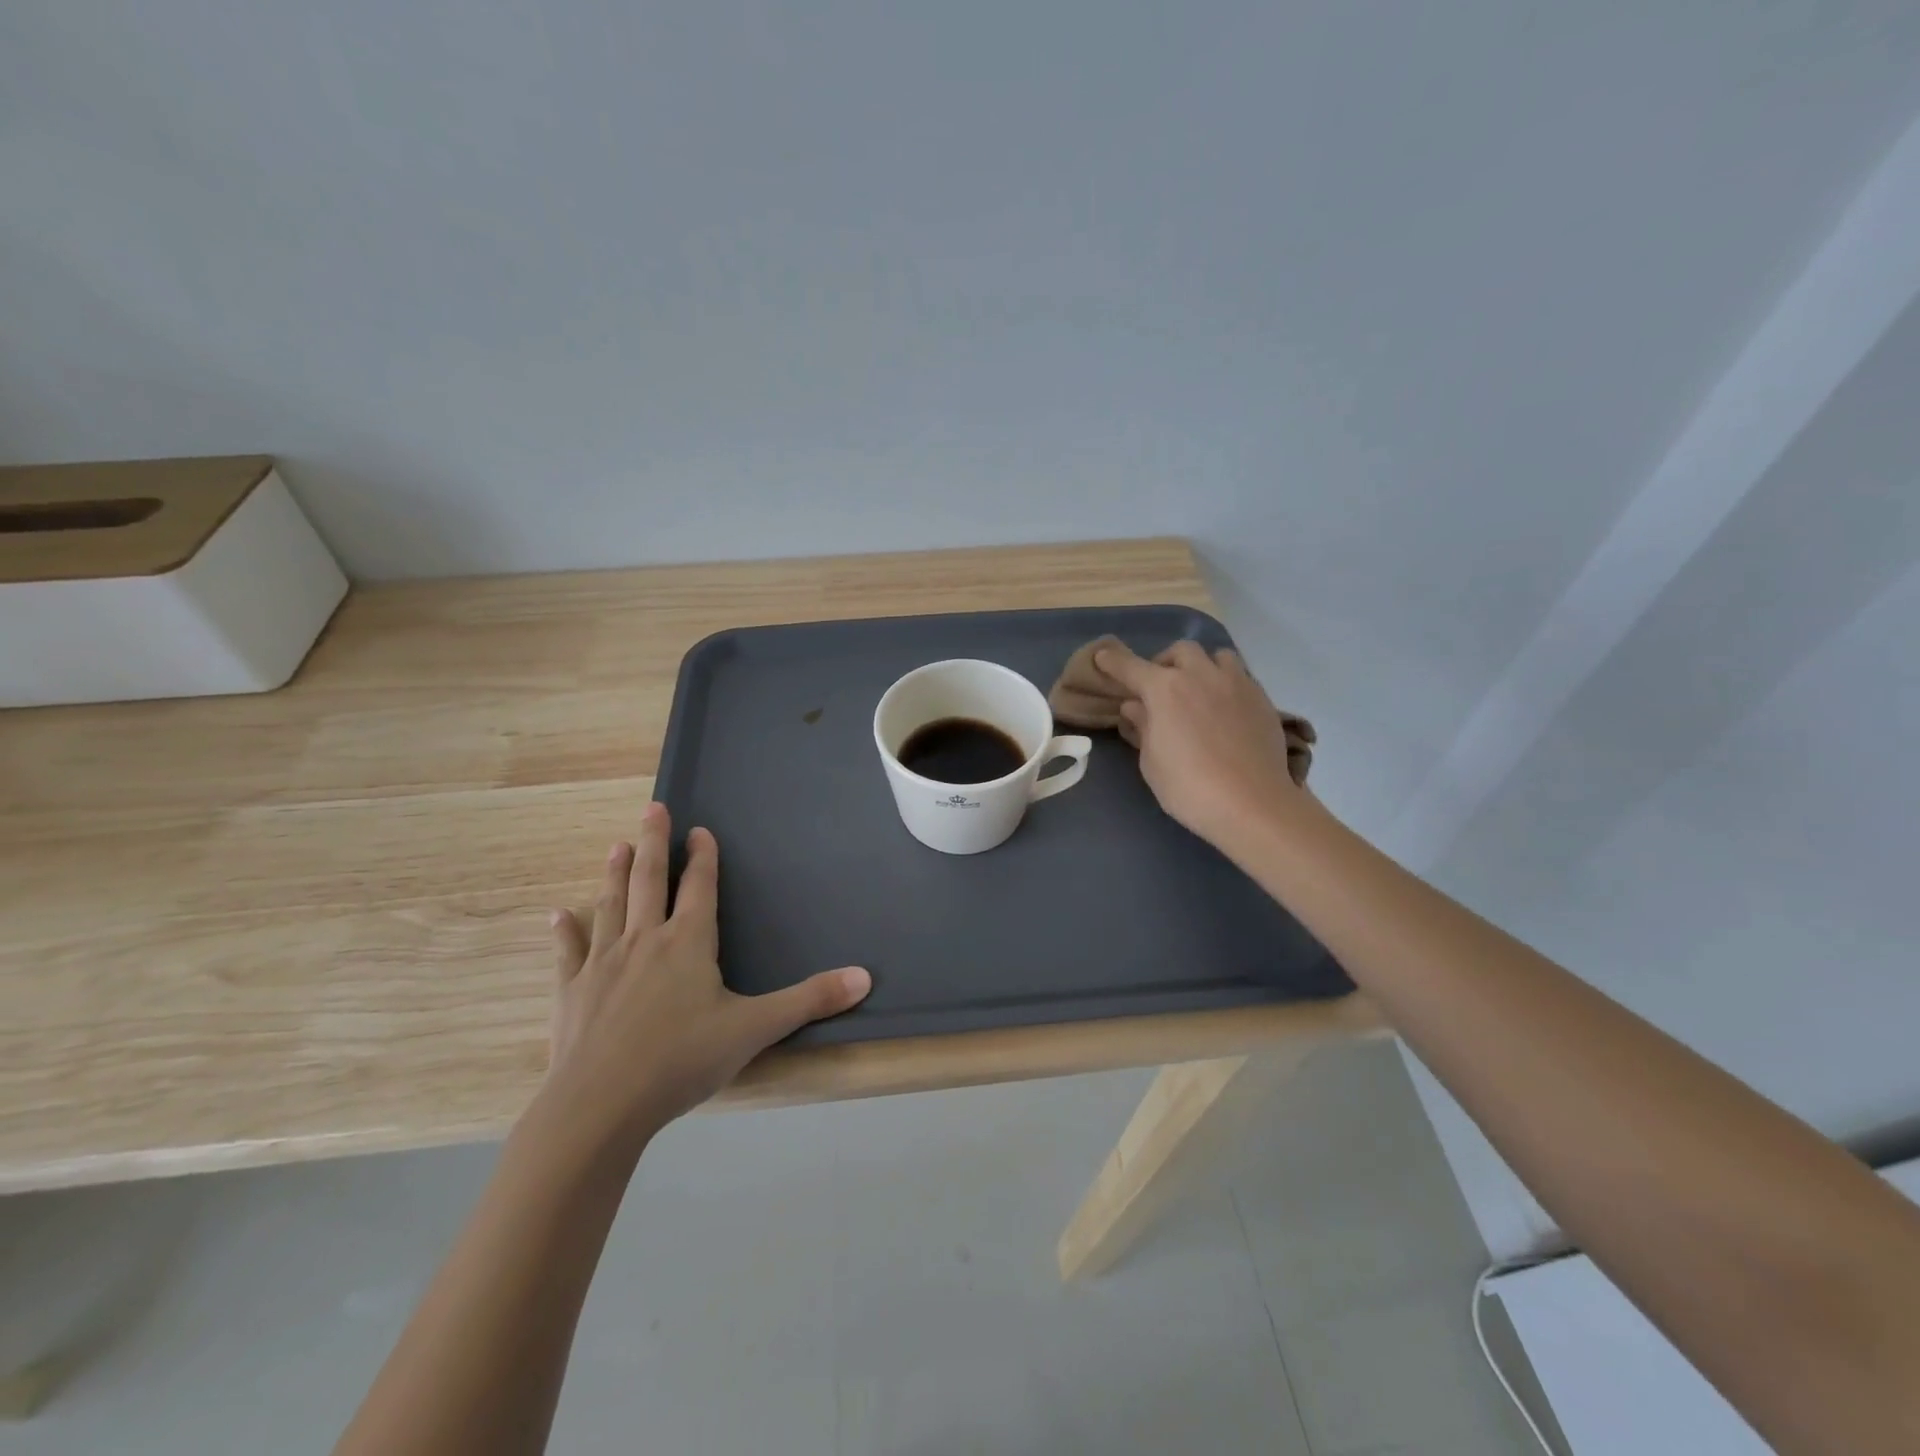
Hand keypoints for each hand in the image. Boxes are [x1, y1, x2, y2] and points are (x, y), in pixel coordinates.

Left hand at [539, 804, 870, 1150]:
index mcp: (688, 943)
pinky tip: (558, 915)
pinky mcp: (571, 992)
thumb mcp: (755, 1029)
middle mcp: (645, 941)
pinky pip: (569, 953)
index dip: (703, 857)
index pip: (699, 887)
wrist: (599, 1106)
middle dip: (653, 843)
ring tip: (616, 845)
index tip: (700, 830)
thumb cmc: (681, 1060)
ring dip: (614, 873)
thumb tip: (865, 977)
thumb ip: (809, 1000)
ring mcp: (603, 963)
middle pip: (649, 881)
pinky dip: (565, 932)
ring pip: (611, 905)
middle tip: (652, 809)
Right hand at [1094, 640, 1305, 848]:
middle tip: (1160, 687)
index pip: (1131, 667)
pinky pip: (1240, 677)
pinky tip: (1225, 709)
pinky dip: (1226, 684)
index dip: (1113, 661)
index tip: (1103, 657)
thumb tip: (1136, 706)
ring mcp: (1236, 683)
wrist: (1252, 805)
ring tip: (1199, 689)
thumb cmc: (1189, 788)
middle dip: (1165, 662)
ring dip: (1202, 666)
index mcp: (1165, 690)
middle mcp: (1201, 675)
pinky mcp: (1262, 698)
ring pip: (1216, 656)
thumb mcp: (1151, 762)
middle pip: (1179, 651)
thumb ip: (1143, 728)